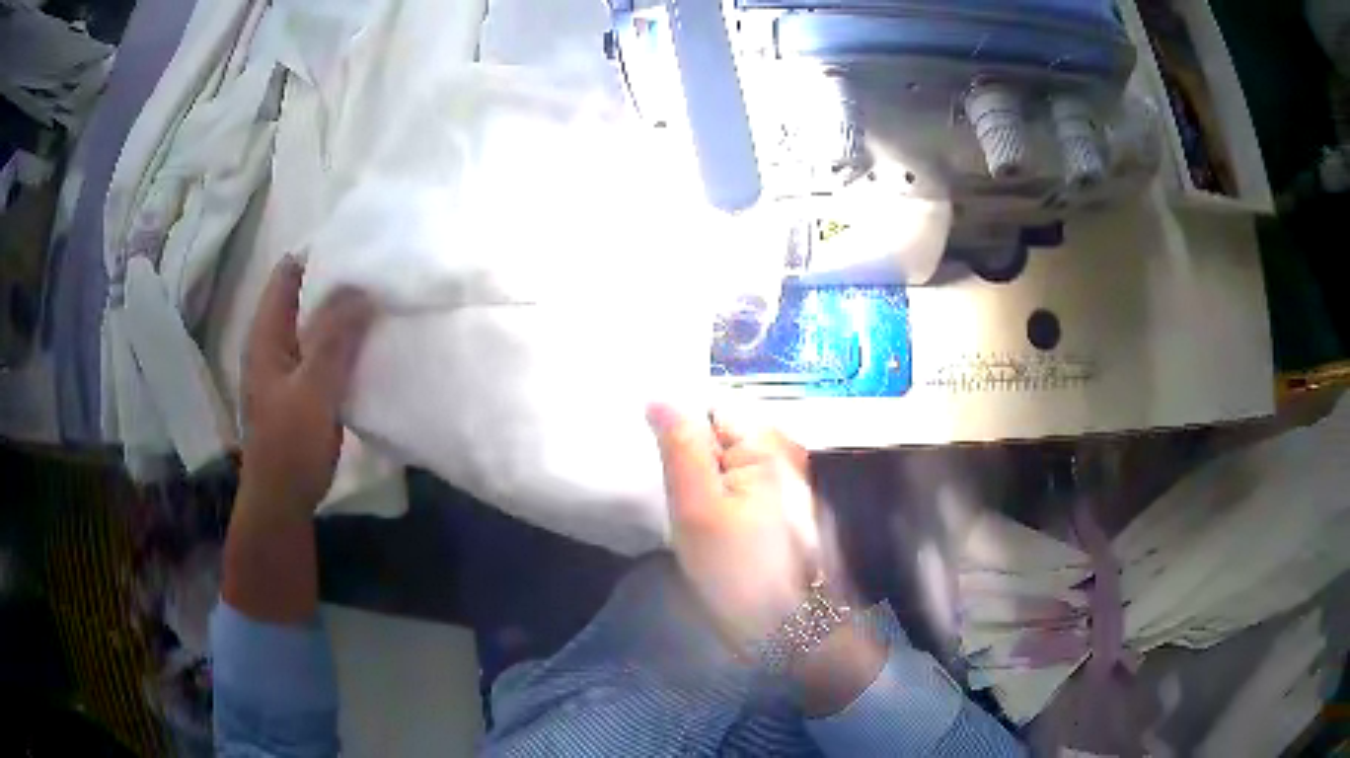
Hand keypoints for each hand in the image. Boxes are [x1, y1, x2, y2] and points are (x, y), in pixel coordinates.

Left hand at [240, 256, 375, 513]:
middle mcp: (273, 343)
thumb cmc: (291, 444)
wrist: (283, 499)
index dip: (318, 255)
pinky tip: (368, 345)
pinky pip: (322, 352)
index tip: (358, 246)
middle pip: (302, 297)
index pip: (288, 274)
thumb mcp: (314, 389)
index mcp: (267, 334)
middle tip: (377, 273)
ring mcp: (286, 368)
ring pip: (314, 326)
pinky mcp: (300, 390)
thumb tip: (362, 287)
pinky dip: (342, 343)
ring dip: (341, 315)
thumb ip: (335, 338)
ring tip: (378, 302)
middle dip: (336, 283)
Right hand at [647, 404, 820, 647]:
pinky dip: (715, 497)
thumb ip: (680, 447)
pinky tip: (700, 521)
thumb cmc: (740, 571)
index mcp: (767, 444)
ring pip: (726, 463)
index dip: (677, 421)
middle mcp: (783, 454)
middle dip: (688, 452)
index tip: (648, 448)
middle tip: (661, 483)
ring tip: (677, 504)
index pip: (712, 406)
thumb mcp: (698, 507)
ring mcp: (784, 484)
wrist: (793, 632)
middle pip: (721, 434)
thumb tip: (660, 397)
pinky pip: (738, 488)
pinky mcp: (779, 512)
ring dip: (699, 477)